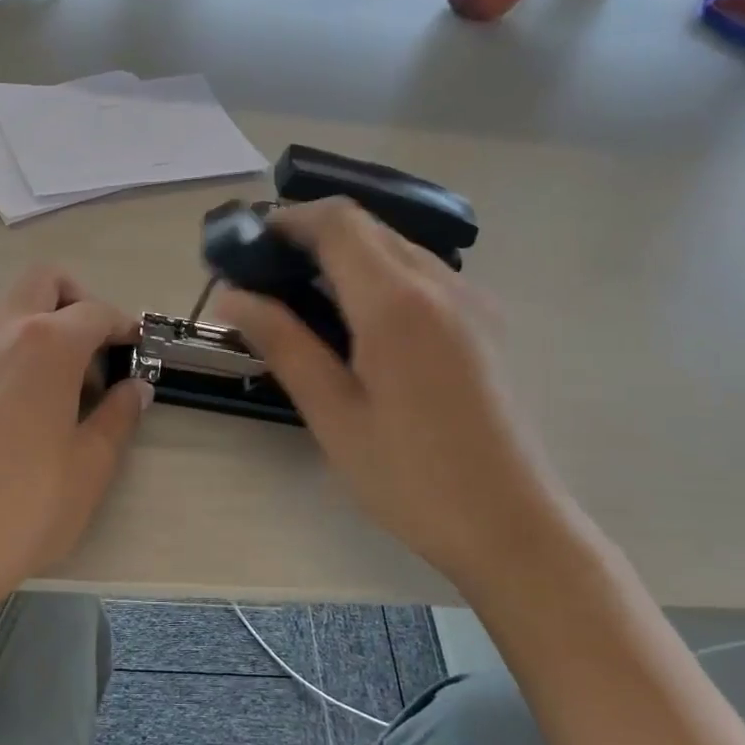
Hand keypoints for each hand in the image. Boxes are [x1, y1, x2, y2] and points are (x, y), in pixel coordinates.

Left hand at [0, 267, 149, 610]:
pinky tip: (33, 403)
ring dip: (45, 323)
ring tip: (68, 384)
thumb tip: (136, 387)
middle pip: (45, 282)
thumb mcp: (92, 463)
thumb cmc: (29, 502)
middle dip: (78, 301)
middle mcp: (4, 331)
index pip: (96, 311)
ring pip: (13, 307)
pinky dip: (18, 348)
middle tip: (98, 353)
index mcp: (48, 342)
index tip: (140, 351)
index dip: (124, 326)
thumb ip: (119, 416)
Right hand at [215, 199, 575, 593]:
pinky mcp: (488, 323)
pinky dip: (381, 278)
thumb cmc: (410, 477)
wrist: (512, 525)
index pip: (338, 222)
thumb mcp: (333, 414)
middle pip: (369, 228)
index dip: (288, 219)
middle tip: (266, 276)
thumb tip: (232, 295)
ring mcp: (474, 301)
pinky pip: (425, 275)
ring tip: (305, 301)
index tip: (248, 245)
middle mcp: (443, 284)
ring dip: (347, 256)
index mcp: (398, 304)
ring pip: (398, 249)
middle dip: (312, 236)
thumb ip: (283, 343)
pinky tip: (360, 324)